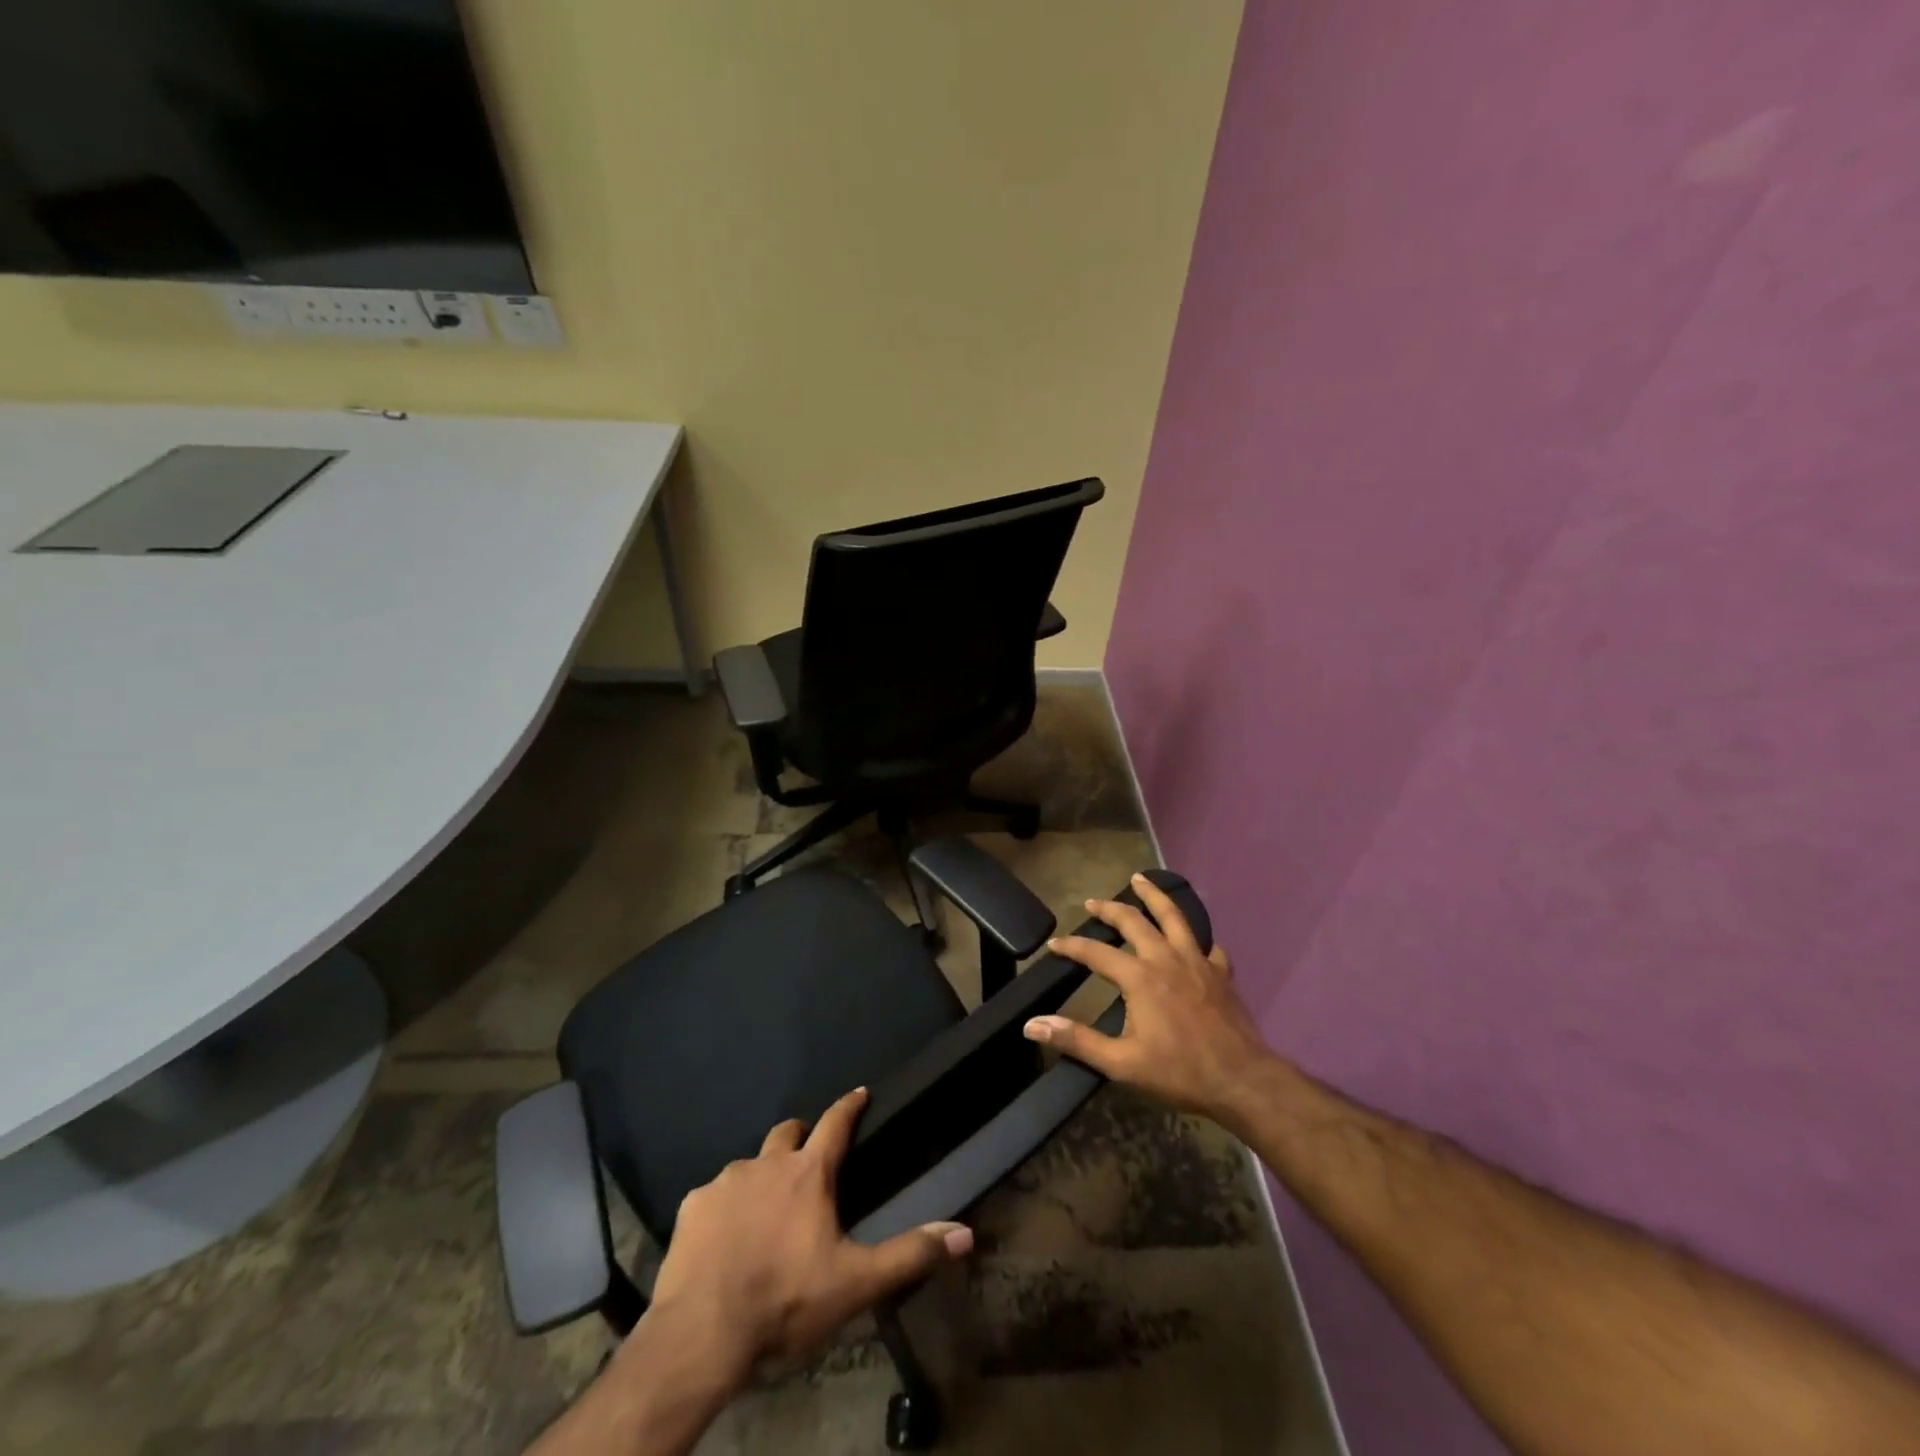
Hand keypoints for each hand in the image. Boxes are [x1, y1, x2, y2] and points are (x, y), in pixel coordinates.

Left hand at [646, 1087, 973, 1379]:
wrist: (702, 1333)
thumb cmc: (785, 1300)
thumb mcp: (856, 1283)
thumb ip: (910, 1254)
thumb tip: (964, 1234)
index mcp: (808, 1173)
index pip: (835, 1122)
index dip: (849, 1105)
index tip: (859, 1091)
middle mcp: (766, 1164)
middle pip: (787, 1132)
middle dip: (800, 1136)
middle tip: (807, 1158)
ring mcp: (725, 1182)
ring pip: (749, 1166)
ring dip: (761, 1178)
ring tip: (763, 1213)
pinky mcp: (693, 1206)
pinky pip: (714, 1197)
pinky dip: (725, 1209)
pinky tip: (724, 1240)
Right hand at [1023, 872, 1275, 1128]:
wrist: (1241, 1080)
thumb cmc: (1178, 1071)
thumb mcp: (1121, 1063)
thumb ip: (1077, 1040)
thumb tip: (1033, 1024)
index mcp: (1139, 977)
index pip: (1096, 952)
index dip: (1072, 946)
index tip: (1054, 944)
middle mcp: (1166, 958)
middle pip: (1134, 920)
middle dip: (1109, 908)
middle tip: (1093, 901)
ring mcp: (1197, 961)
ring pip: (1173, 916)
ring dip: (1154, 896)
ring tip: (1141, 879)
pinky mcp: (1220, 973)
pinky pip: (1208, 945)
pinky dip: (1197, 938)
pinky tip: (1194, 940)